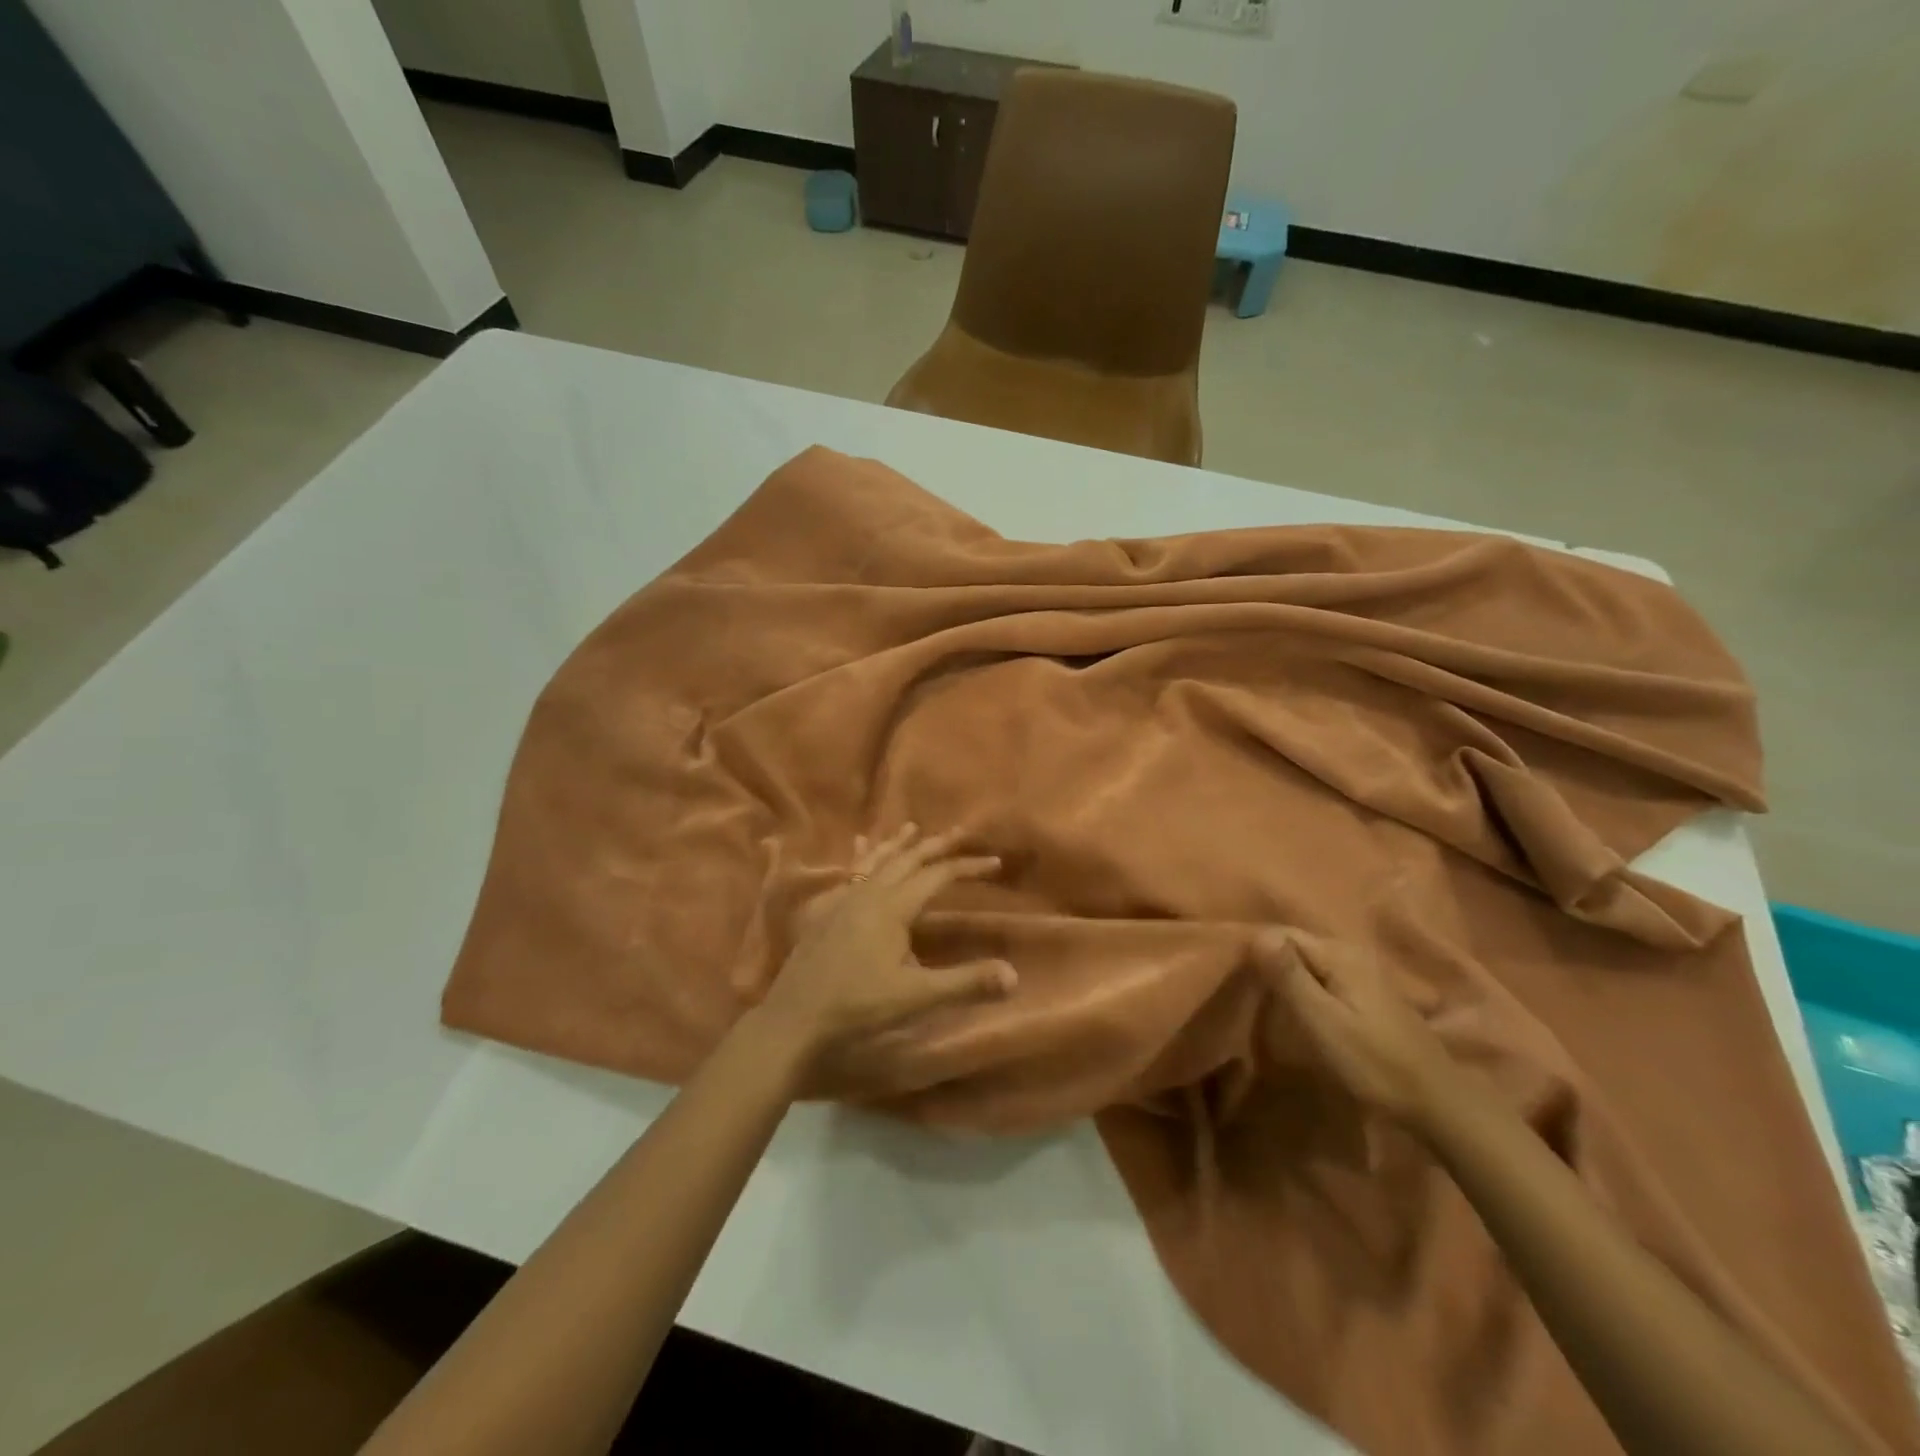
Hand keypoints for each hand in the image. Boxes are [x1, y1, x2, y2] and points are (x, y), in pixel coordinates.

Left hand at [752, 825, 1017, 1084]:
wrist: (794, 1018)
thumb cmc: (857, 1006)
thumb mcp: (916, 997)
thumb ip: (965, 983)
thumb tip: (1014, 974)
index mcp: (892, 907)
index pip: (938, 875)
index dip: (968, 867)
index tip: (996, 863)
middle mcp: (868, 894)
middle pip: (907, 859)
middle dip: (936, 845)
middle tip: (961, 833)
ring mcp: (842, 901)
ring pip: (876, 861)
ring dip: (897, 845)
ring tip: (910, 828)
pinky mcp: (825, 913)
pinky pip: (849, 874)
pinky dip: (862, 858)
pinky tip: (856, 851)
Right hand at [1258, 933, 1461, 1130]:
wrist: (1438, 1105)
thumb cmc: (1375, 1063)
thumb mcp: (1323, 1021)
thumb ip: (1289, 976)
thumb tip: (1256, 933)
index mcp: (1340, 954)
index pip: (1281, 934)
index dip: (1256, 952)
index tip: (1238, 980)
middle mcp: (1353, 953)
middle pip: (1296, 947)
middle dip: (1270, 965)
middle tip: (1247, 995)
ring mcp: (1364, 974)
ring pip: (1309, 964)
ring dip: (1287, 979)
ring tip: (1266, 1004)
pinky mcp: (1369, 995)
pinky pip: (1324, 979)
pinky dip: (1307, 990)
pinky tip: (1298, 1011)